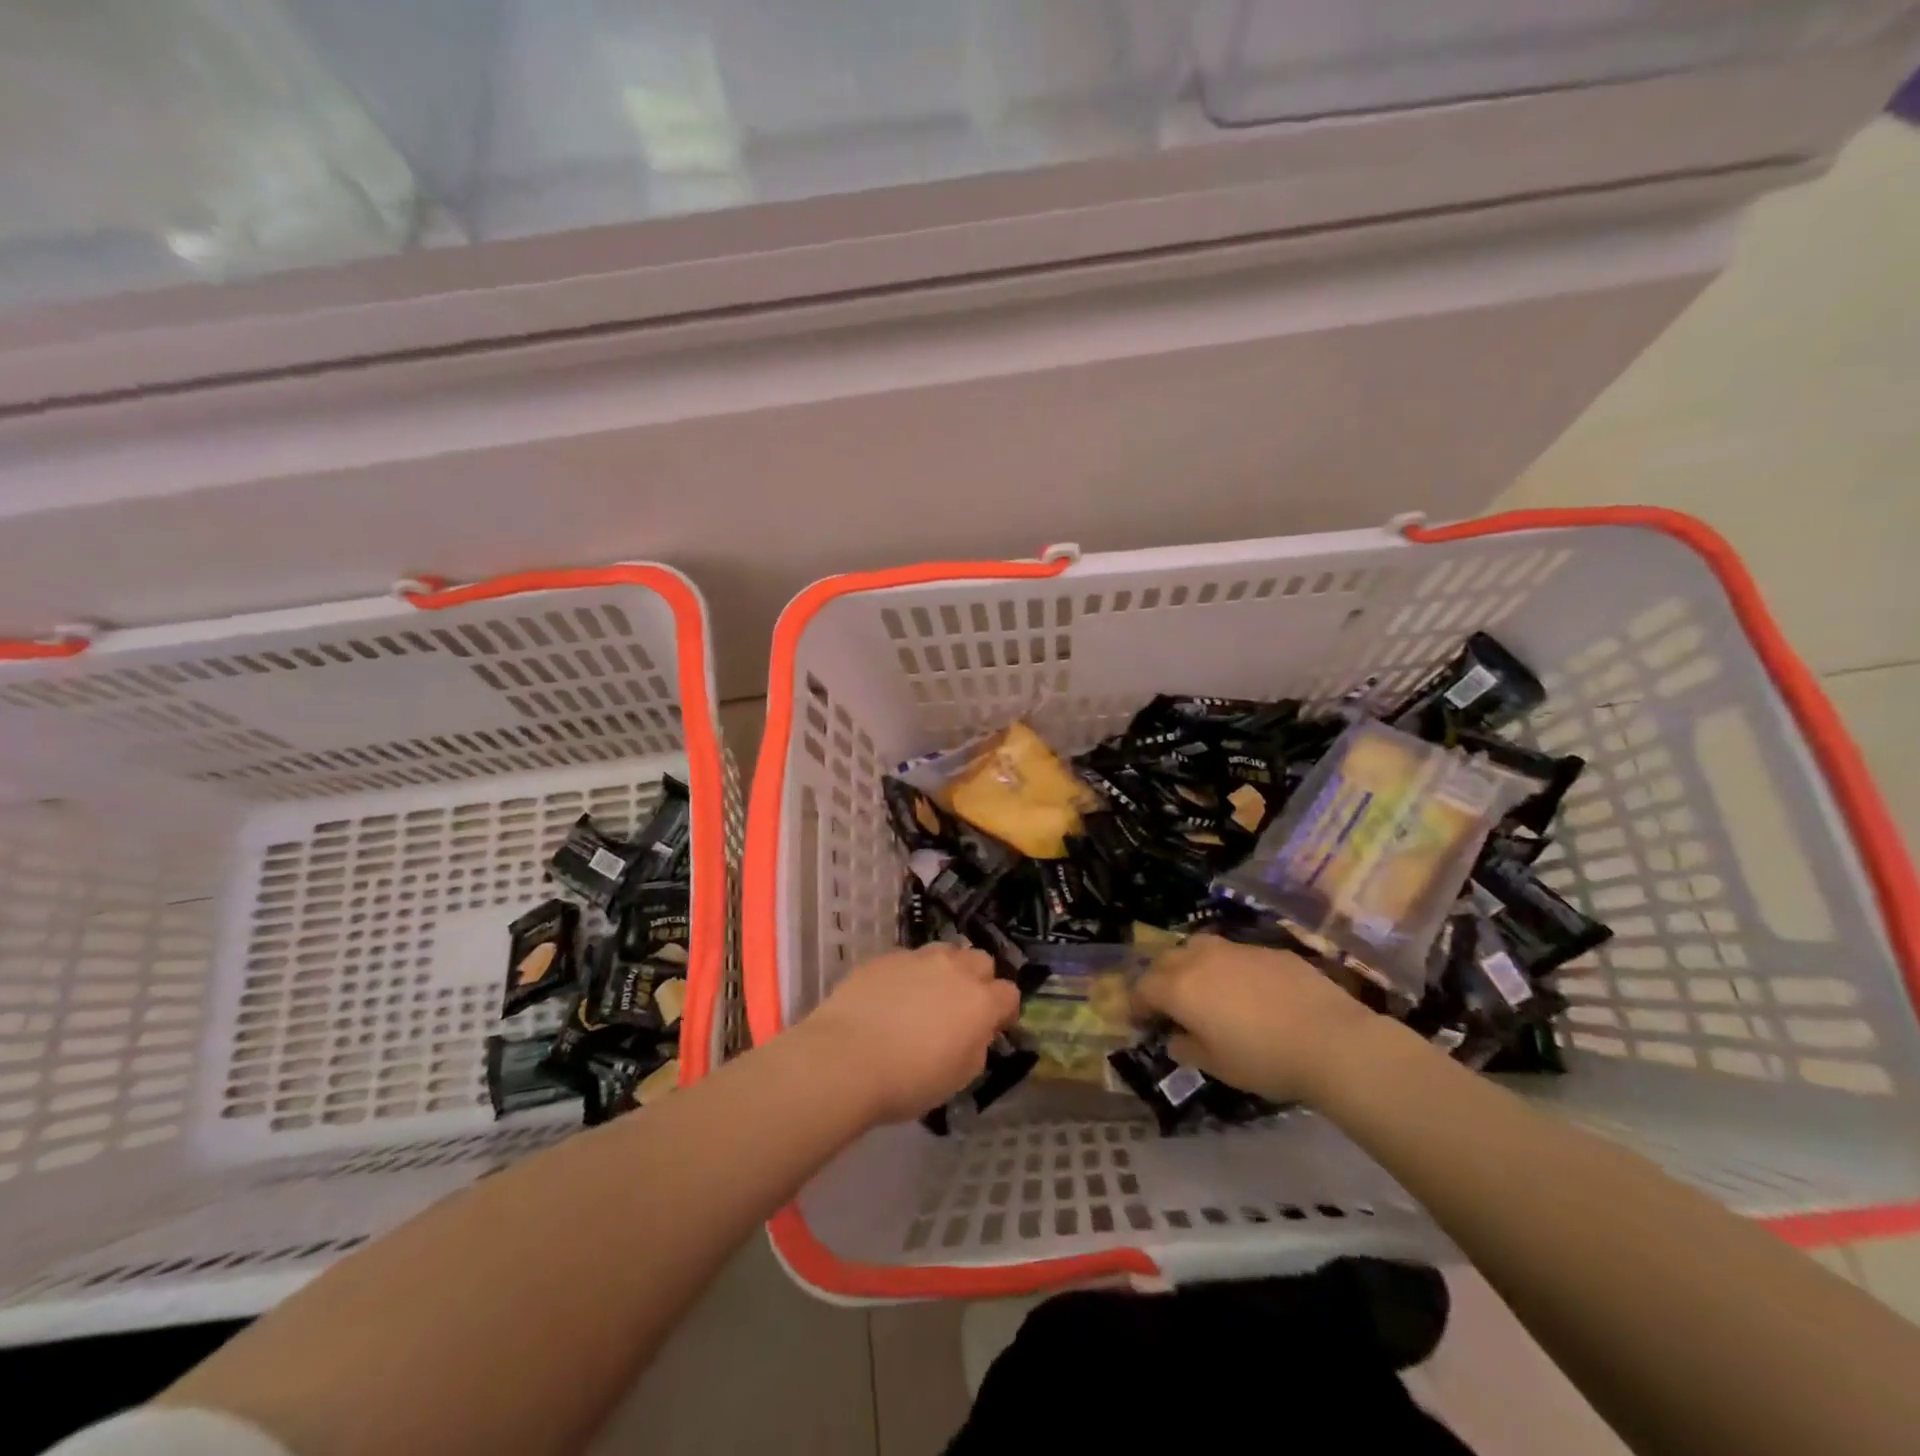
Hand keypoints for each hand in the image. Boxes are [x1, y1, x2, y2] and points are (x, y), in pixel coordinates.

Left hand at [800, 943, 1019, 1124]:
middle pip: (981, 961)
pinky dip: (909, 975)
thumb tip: (975, 1031)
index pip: (1010, 994)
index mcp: (980, 1002)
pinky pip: (909, 959)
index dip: (1005, 1011)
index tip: (994, 1028)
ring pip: (945, 952)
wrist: (845, 1059)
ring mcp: (917, 958)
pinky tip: (891, 999)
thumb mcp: (958, 1077)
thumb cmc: (908, 1080)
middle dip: (979, 980)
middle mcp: (954, 970)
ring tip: (927, 997)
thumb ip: (976, 1046)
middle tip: (961, 1007)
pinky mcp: (885, 957)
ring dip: (946, 970)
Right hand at [1132, 935, 1378, 1104]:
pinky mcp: (1268, 950)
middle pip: (1166, 960)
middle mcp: (1201, 959)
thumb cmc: (1264, 1059)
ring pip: (1199, 947)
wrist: (1330, 1040)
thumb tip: (1175, 1039)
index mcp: (1180, 988)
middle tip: (1169, 1004)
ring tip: (1205, 988)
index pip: (1144, 987)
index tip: (1142, 1021)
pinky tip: (1248, 991)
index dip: (1138, 1004)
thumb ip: (1188, 1048)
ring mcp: (1236, 949)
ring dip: (1192, 965)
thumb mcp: (1218, 1066)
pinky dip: (1229, 968)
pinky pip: (1235, 953)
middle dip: (1160, 979)